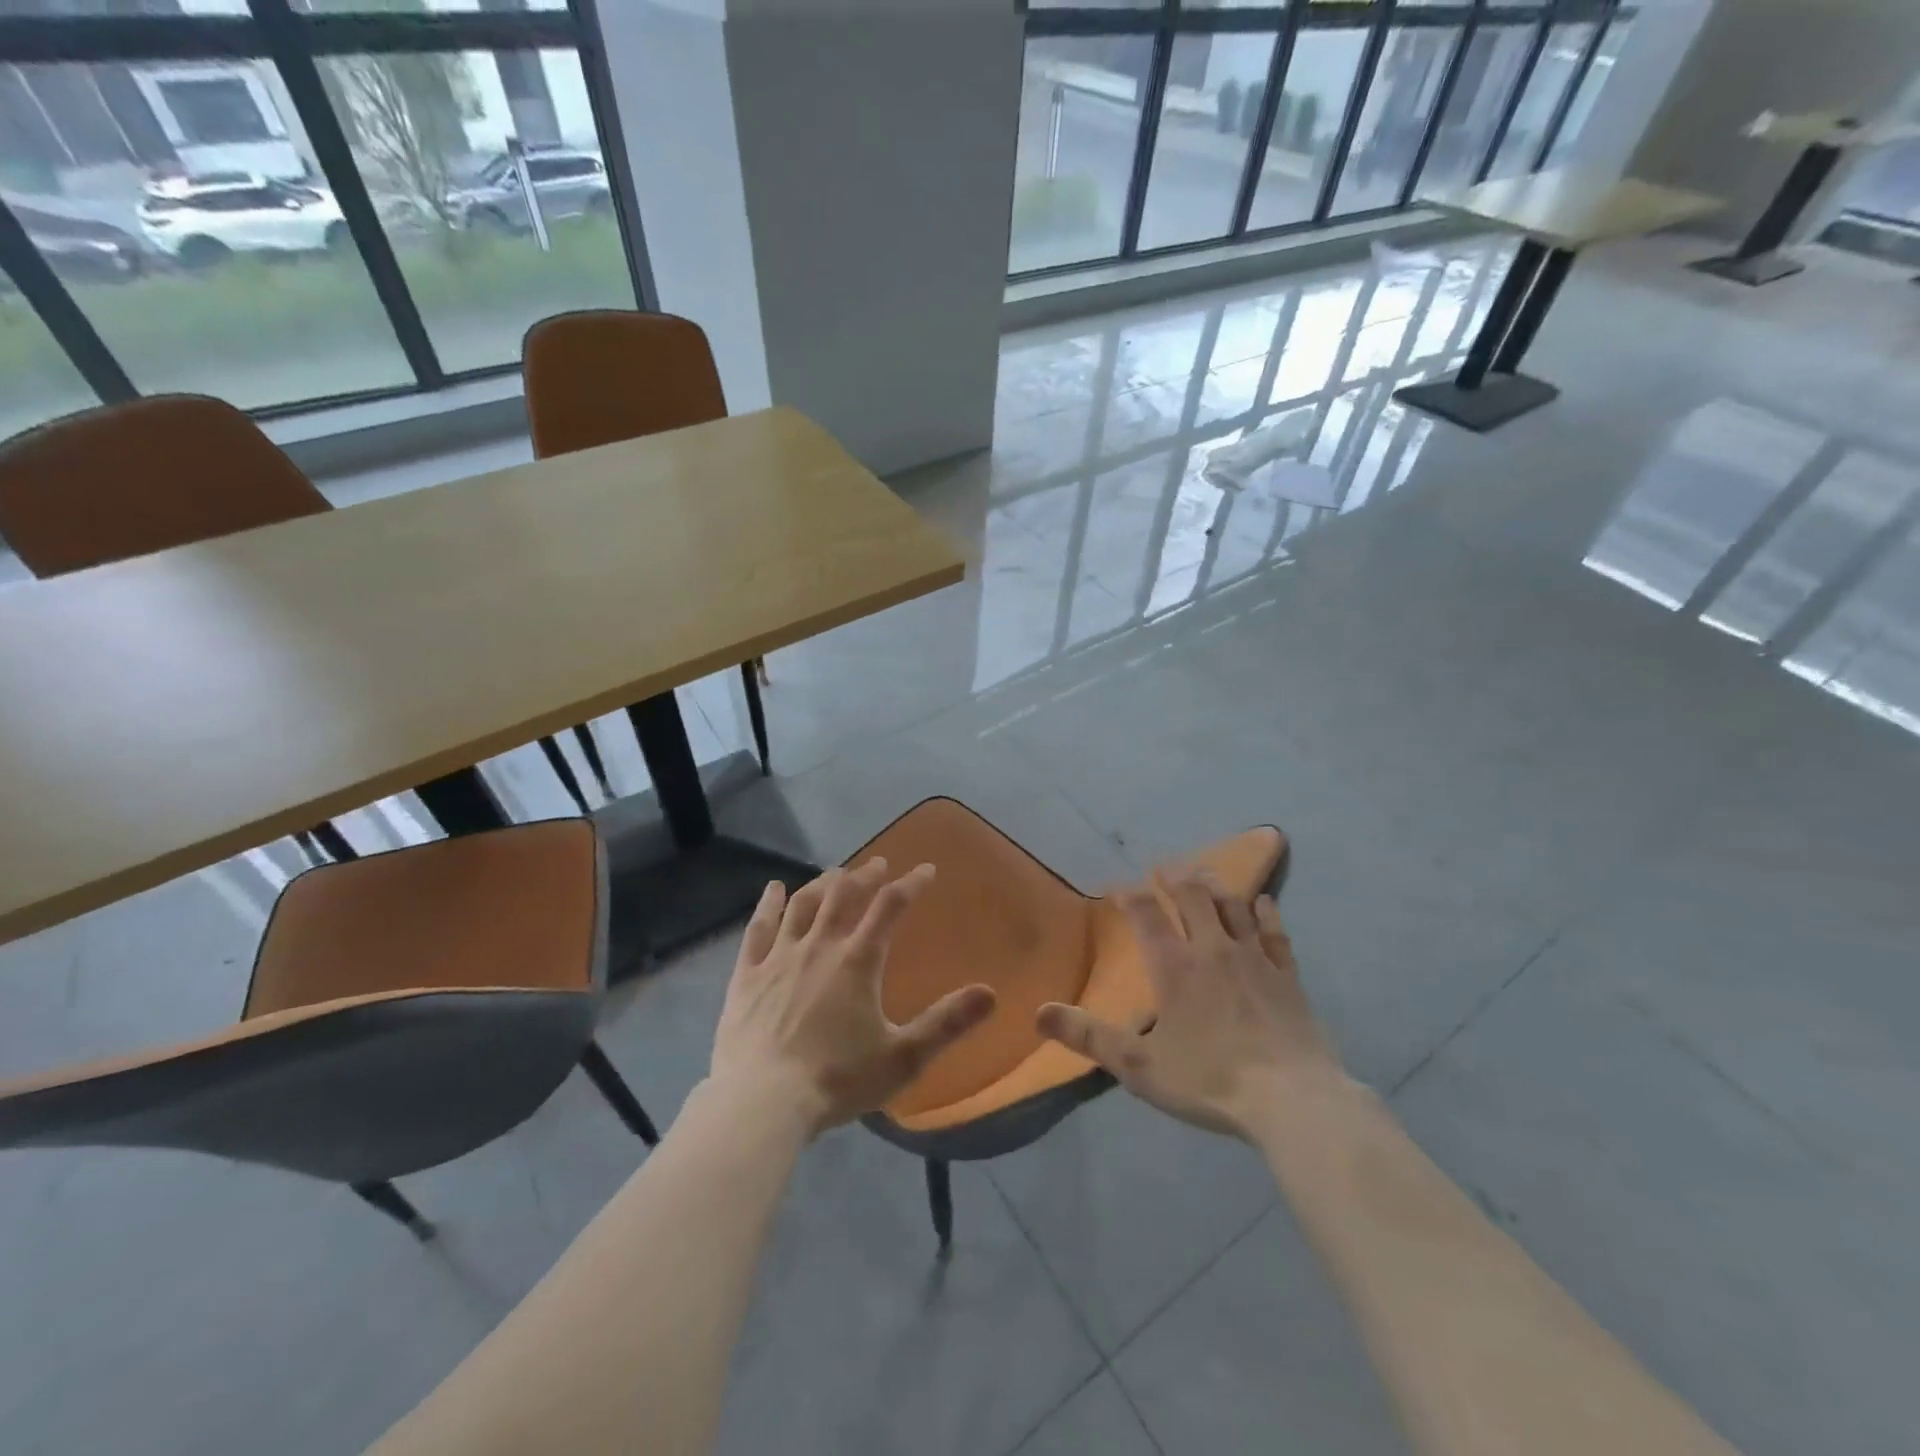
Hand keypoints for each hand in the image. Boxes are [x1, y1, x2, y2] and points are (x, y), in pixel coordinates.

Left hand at [710, 859, 996, 1137]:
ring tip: (835, 873)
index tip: (926, 870)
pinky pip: (758, 928)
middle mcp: (819, 947)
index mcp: (857, 961)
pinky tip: (773, 889)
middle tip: (878, 864)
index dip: (911, 884)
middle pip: (844, 895)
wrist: (761, 1102)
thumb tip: (990, 993)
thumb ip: (946, 1023)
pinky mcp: (746, 975)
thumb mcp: (902, 1057)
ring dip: (822, 883)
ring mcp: (778, 957)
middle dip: (865, 876)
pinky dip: (768, 904)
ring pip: (803, 904)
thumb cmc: (837, 1080)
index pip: (890, 907)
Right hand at [1036, 870, 1342, 1139]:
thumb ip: (1089, 1036)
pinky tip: (1265, 901)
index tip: (1118, 886)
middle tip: (1163, 866)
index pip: (1146, 915)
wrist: (1292, 1101)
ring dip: (1216, 886)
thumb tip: (1039, 1012)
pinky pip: (1276, 933)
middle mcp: (1213, 950)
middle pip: (1193, 897)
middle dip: (1175, 877)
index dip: (1130, 895)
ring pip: (1234, 907)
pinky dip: (1267, 913)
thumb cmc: (1210, 1081)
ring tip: (1204, 874)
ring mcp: (1255, 959)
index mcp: (1175, 968)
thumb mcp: (1139, 1065)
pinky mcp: (1288, 976)